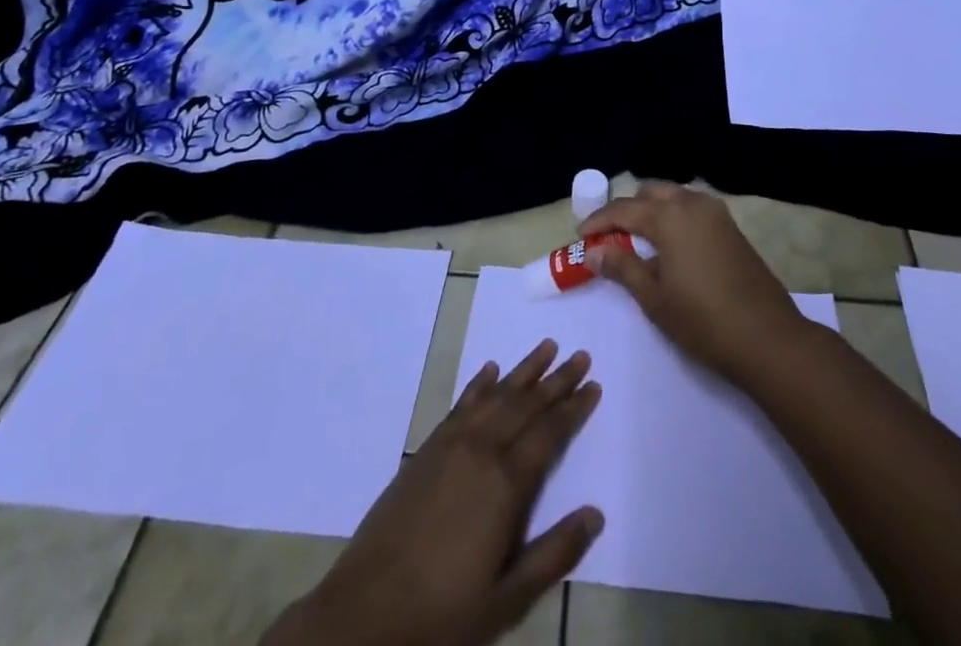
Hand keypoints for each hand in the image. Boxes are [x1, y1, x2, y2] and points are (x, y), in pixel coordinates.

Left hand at [264, 340, 601, 645]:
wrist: (364, 613)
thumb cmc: (443, 614)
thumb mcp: (507, 599)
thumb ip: (554, 554)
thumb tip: (595, 514)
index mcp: (506, 484)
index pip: (549, 433)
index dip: (574, 408)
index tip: (594, 384)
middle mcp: (482, 450)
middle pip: (527, 404)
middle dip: (556, 380)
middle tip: (581, 355)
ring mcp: (451, 444)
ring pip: (497, 395)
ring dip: (524, 371)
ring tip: (547, 347)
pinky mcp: (427, 448)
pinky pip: (462, 404)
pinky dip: (480, 384)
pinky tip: (491, 369)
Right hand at [580, 181, 807, 382]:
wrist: (767, 337)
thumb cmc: (703, 321)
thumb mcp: (654, 298)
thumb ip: (623, 268)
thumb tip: (594, 252)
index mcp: (669, 216)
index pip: (623, 209)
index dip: (599, 222)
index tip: (581, 237)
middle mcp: (692, 203)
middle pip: (650, 192)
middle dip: (627, 209)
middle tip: (611, 237)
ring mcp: (716, 213)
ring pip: (674, 196)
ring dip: (652, 210)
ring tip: (638, 240)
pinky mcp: (731, 227)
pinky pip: (693, 208)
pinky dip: (674, 216)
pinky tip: (670, 245)